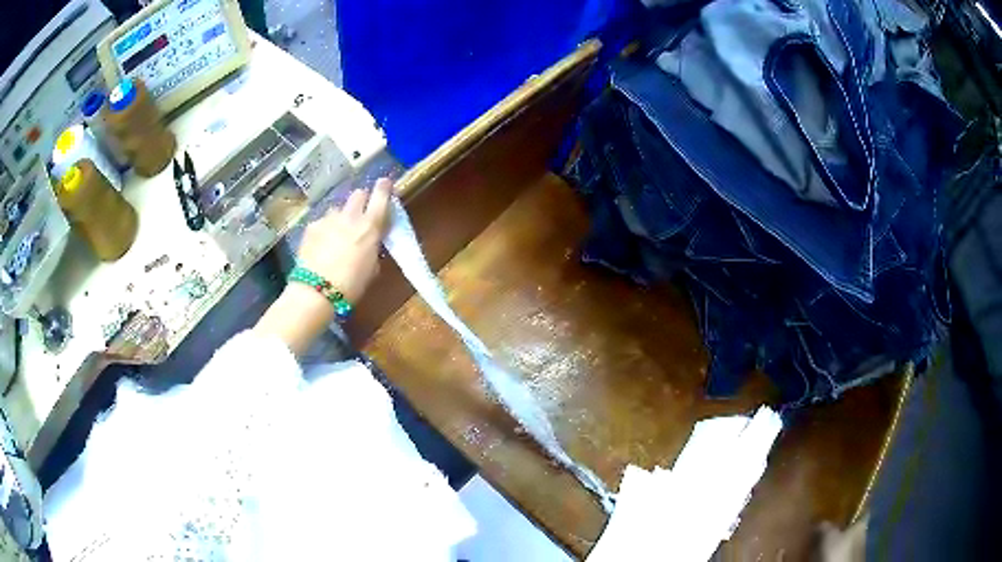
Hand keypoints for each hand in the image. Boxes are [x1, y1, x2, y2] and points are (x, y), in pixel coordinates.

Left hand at [255, 178, 393, 354]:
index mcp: (370, 227)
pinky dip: (324, 230)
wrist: (316, 291)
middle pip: (358, 194)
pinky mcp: (311, 227)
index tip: (385, 183)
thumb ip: (373, 248)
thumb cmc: (351, 285)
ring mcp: (328, 219)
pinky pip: (322, 221)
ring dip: (340, 217)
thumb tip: (371, 241)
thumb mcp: (371, 269)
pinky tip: (320, 246)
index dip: (384, 188)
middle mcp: (350, 216)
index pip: (381, 197)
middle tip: (360, 214)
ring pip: (338, 209)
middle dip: (361, 201)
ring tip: (336, 235)